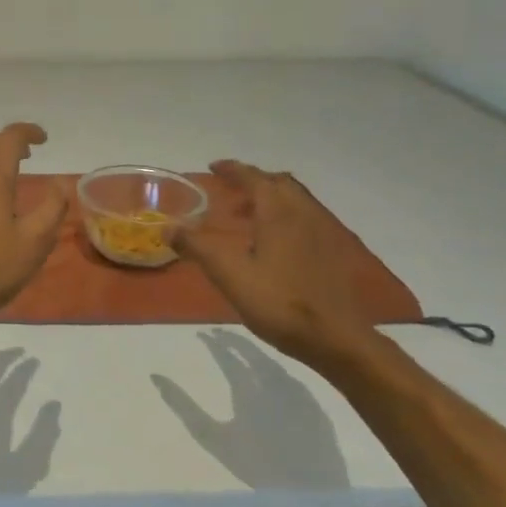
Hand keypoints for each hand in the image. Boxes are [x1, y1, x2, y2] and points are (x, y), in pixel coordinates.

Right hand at [176, 161, 376, 371]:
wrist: (337, 339)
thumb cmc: (279, 302)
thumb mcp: (229, 275)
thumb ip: (198, 248)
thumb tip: (168, 228)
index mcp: (279, 213)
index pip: (254, 178)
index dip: (233, 170)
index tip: (213, 167)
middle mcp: (304, 214)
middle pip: (280, 183)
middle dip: (254, 181)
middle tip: (230, 192)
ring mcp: (324, 233)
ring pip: (297, 200)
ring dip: (271, 199)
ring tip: (248, 217)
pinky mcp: (334, 253)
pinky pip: (307, 219)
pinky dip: (286, 217)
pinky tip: (275, 244)